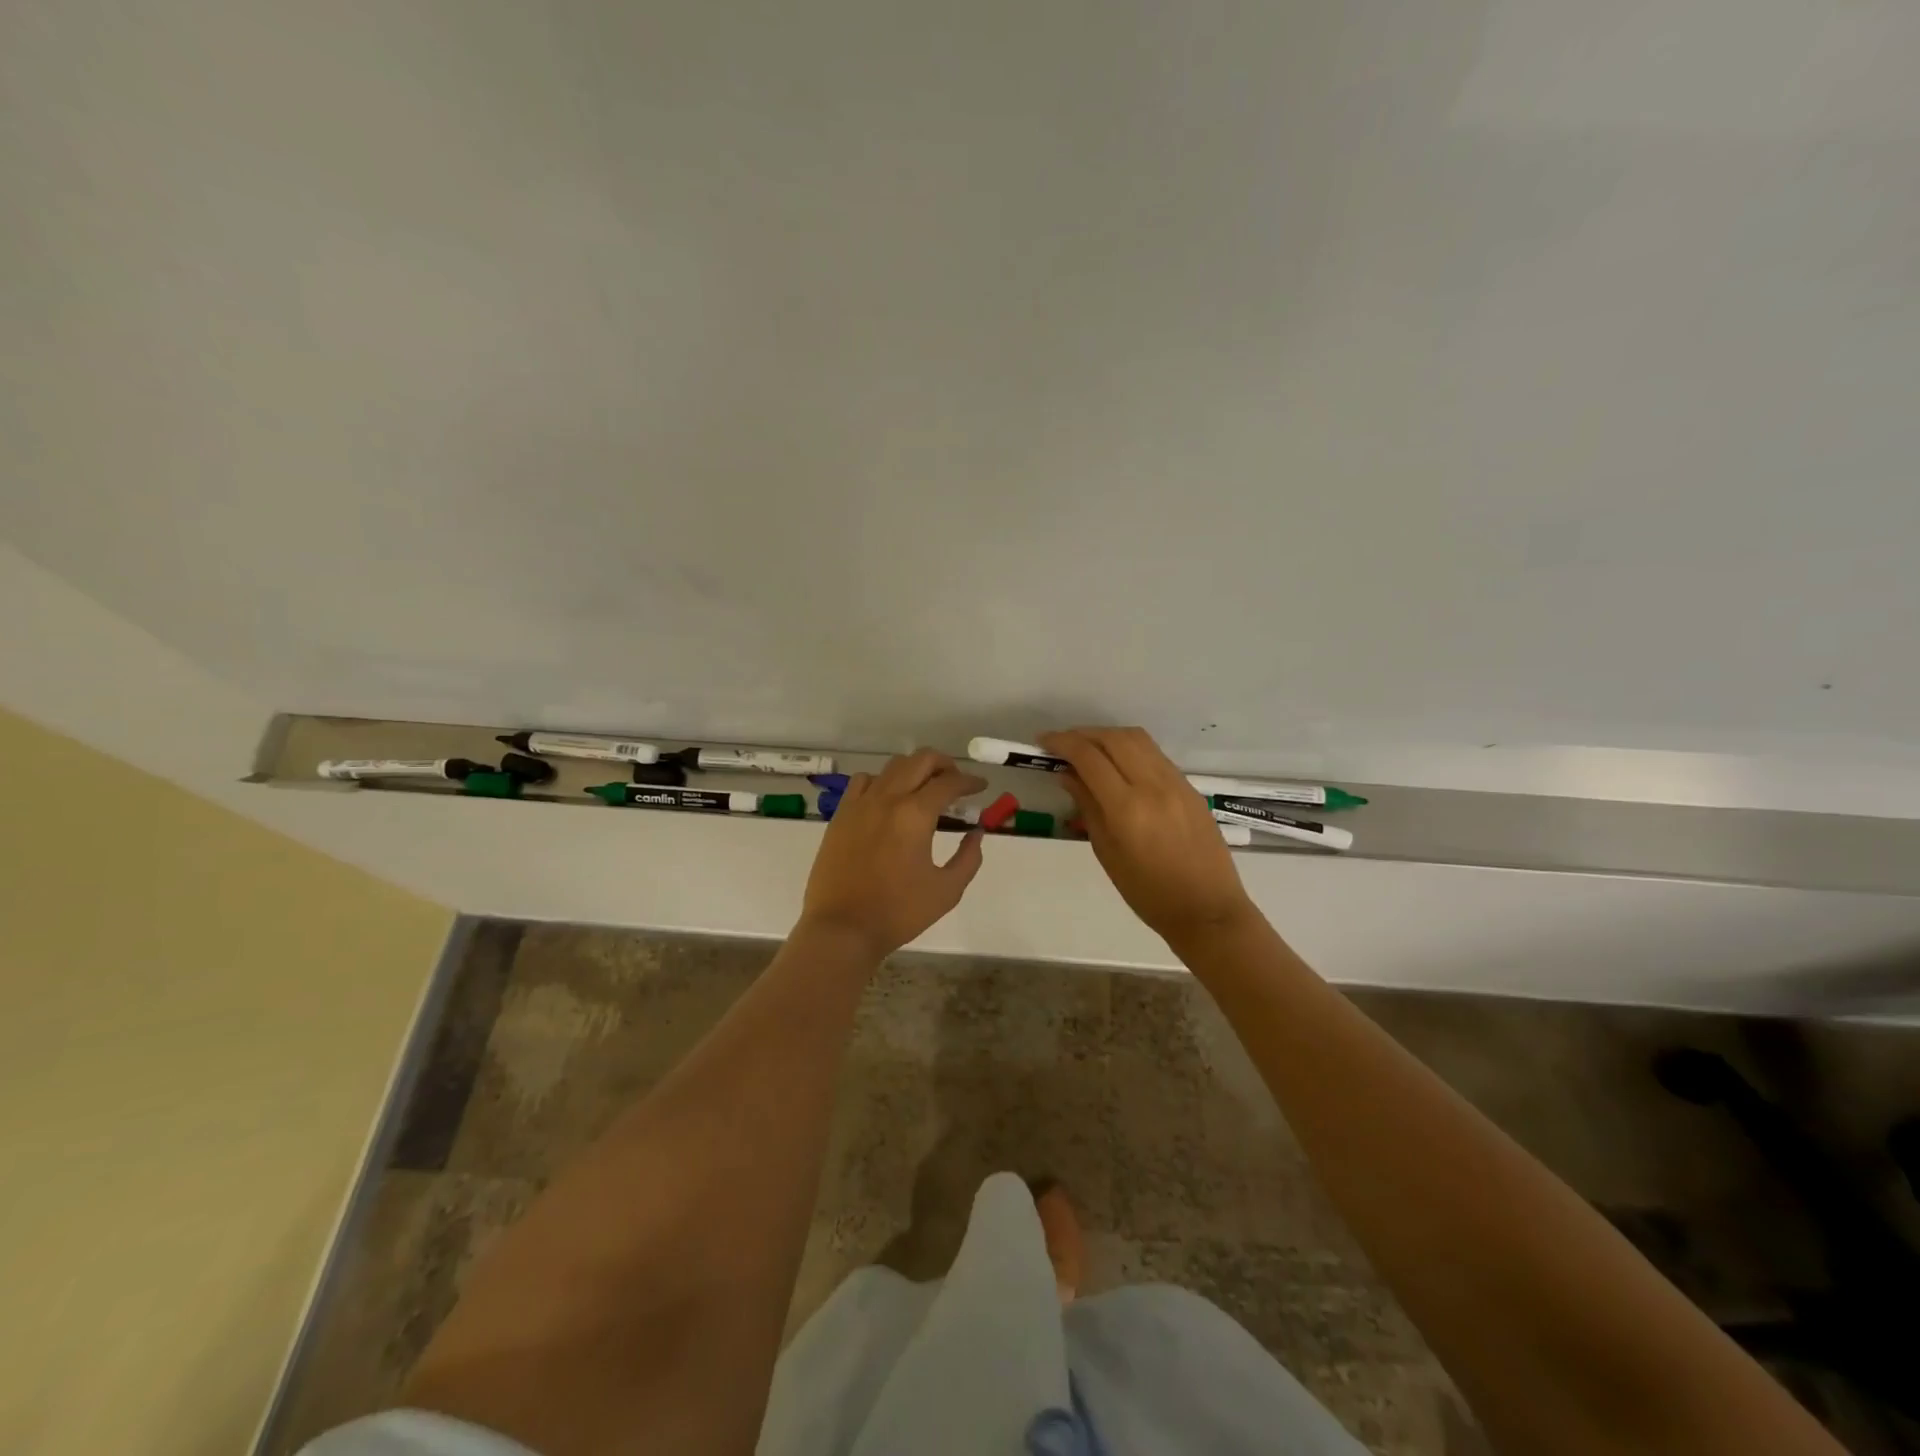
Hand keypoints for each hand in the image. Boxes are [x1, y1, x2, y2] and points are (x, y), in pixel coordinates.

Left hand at [798, 749, 986, 959]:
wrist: (842, 928)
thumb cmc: (898, 912)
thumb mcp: (947, 890)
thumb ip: (968, 858)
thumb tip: (976, 833)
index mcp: (915, 814)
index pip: (949, 783)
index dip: (970, 781)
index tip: (980, 786)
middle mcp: (887, 798)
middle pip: (920, 760)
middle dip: (945, 764)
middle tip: (956, 781)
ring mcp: (860, 804)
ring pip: (892, 767)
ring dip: (914, 770)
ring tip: (924, 788)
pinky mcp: (841, 815)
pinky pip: (863, 782)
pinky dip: (882, 781)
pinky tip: (888, 799)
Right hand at [1040, 727, 1257, 947]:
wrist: (1207, 909)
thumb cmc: (1148, 893)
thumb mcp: (1107, 853)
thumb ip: (1087, 807)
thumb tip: (1068, 774)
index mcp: (1127, 807)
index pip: (1089, 757)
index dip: (1062, 743)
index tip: (1042, 742)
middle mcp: (1153, 786)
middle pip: (1114, 738)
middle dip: (1083, 734)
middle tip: (1062, 744)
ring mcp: (1176, 783)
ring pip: (1138, 739)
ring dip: (1107, 737)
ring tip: (1088, 749)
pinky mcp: (1190, 787)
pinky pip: (1155, 755)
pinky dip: (1130, 750)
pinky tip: (1118, 765)